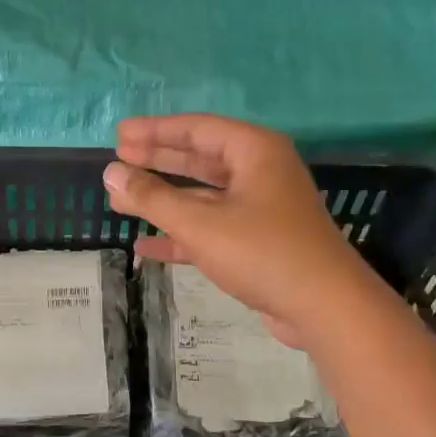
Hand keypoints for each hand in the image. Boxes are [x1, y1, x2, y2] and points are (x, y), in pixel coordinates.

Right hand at [104, 115, 374, 346]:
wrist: (324, 308)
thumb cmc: (263, 252)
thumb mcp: (200, 223)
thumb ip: (152, 197)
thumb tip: (111, 174)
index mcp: (254, 151)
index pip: (197, 129)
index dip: (155, 131)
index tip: (120, 136)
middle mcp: (260, 172)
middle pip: (199, 159)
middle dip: (157, 161)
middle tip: (119, 158)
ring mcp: (261, 209)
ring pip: (203, 196)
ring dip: (164, 200)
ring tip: (122, 200)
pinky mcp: (258, 242)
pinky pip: (211, 229)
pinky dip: (181, 235)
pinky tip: (145, 246)